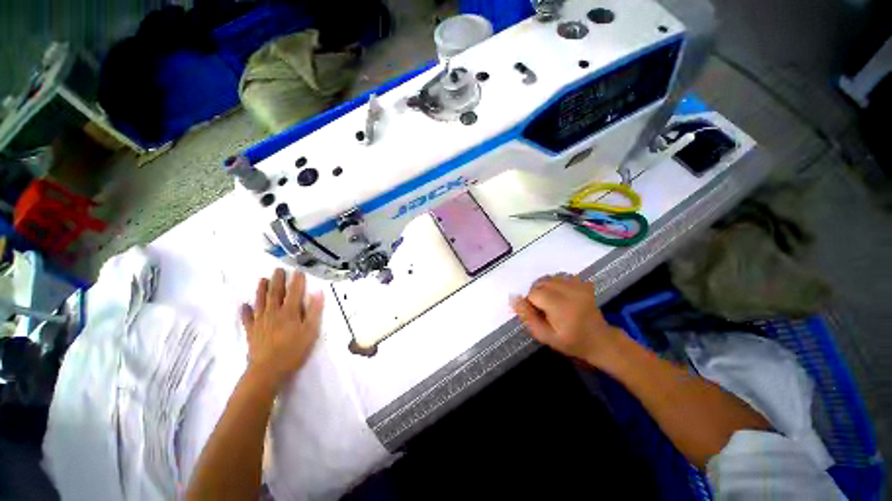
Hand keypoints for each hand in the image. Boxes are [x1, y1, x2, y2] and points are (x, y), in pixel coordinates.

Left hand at [241, 269, 323, 384]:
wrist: (268, 370)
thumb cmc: (294, 350)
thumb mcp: (310, 330)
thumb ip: (314, 311)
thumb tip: (318, 292)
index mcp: (289, 311)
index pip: (294, 292)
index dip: (297, 281)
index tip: (298, 270)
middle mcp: (273, 312)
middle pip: (275, 293)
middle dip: (278, 280)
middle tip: (278, 269)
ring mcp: (260, 321)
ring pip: (260, 301)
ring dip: (261, 290)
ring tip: (262, 279)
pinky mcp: (251, 331)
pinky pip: (247, 318)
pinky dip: (245, 311)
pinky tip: (244, 306)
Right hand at [510, 273, 623, 366]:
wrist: (600, 340)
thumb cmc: (571, 342)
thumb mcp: (545, 336)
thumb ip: (528, 317)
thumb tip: (513, 298)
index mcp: (561, 306)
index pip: (534, 293)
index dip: (531, 303)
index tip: (538, 314)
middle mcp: (570, 291)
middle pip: (540, 283)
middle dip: (536, 294)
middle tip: (544, 309)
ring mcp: (578, 285)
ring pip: (549, 278)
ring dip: (544, 287)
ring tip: (551, 302)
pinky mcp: (582, 283)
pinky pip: (560, 276)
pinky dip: (554, 283)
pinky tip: (559, 295)